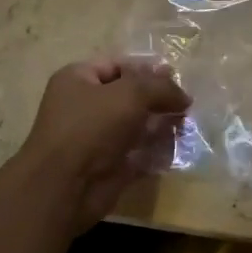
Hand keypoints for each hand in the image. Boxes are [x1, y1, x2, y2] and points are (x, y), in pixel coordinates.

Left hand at [20, 57, 190, 229]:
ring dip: (161, 125)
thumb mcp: (131, 93)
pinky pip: (138, 153)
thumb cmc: (92, 127)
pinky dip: (155, 152)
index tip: (176, 79)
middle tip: (185, 106)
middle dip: (158, 100)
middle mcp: (85, 106)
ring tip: (184, 128)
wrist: (66, 187)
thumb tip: (184, 96)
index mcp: (78, 79)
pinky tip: (173, 150)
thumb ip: (161, 87)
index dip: (148, 70)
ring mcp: (96, 138)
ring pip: (136, 125)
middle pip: (130, 96)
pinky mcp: (108, 165)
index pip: (119, 65)